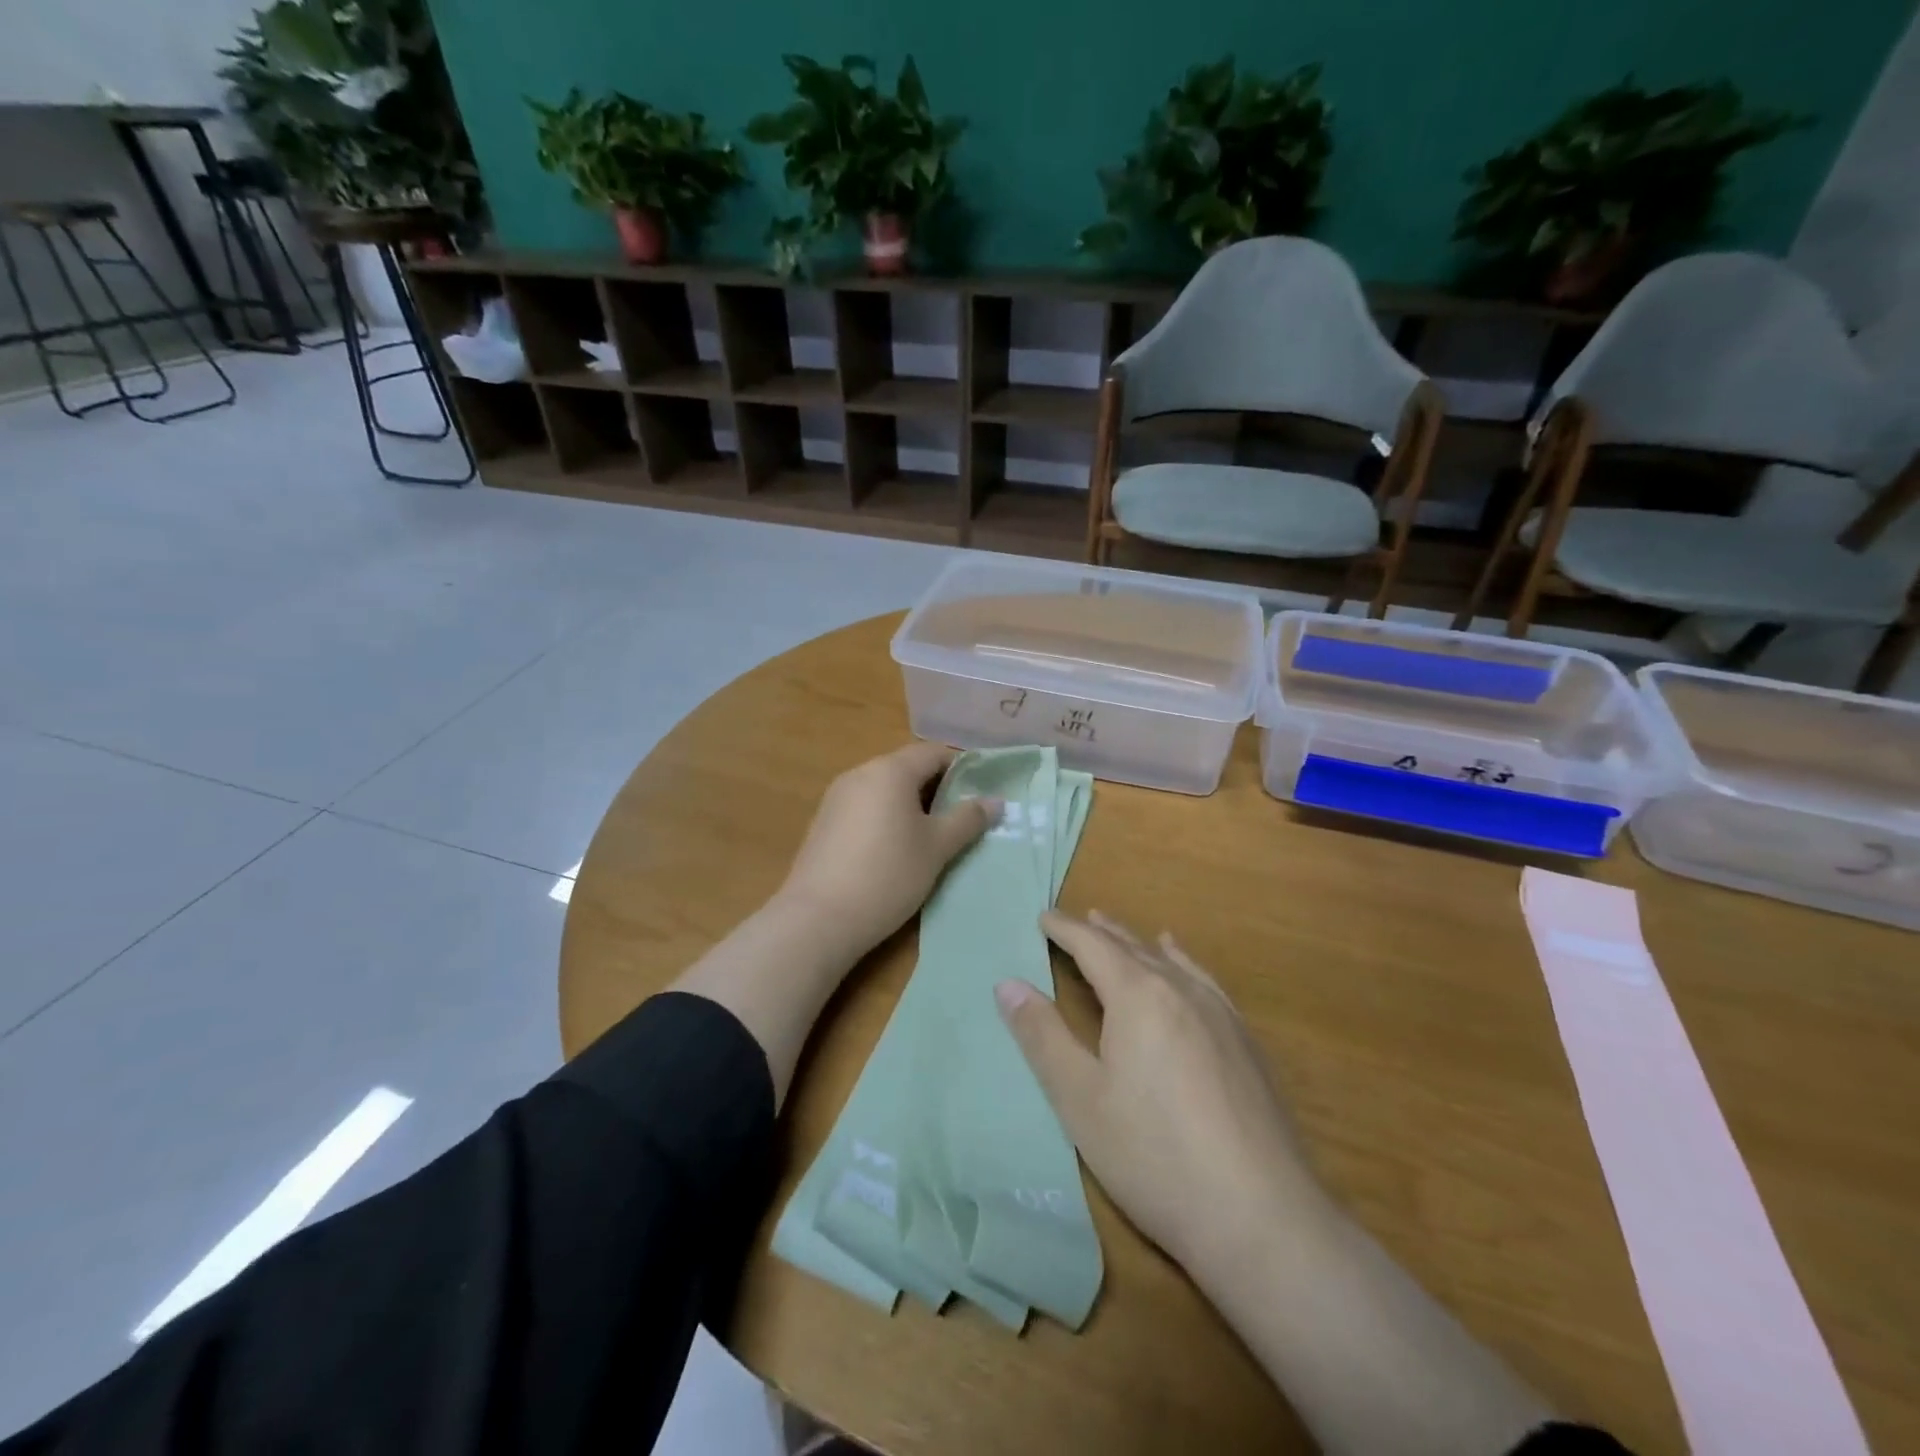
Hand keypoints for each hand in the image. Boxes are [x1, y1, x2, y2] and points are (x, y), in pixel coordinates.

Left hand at [777, 742, 998, 961]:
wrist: (818, 918)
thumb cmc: (888, 874)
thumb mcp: (937, 847)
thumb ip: (967, 819)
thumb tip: (995, 801)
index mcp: (889, 770)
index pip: (933, 753)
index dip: (962, 769)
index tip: (981, 795)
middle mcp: (860, 774)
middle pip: (907, 769)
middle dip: (937, 790)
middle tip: (961, 821)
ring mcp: (836, 798)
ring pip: (885, 790)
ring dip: (911, 806)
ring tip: (932, 839)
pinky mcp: (823, 823)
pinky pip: (864, 809)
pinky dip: (885, 819)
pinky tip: (894, 851)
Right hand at [995, 911, 1320, 1280]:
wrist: (1261, 1216)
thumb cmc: (1153, 1156)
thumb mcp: (1079, 1099)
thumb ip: (1042, 1036)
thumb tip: (1008, 983)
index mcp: (1137, 996)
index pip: (1093, 946)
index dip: (1065, 929)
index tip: (1043, 916)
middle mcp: (1181, 990)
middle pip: (1133, 947)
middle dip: (1100, 932)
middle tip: (1077, 920)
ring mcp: (1220, 1014)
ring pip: (1170, 961)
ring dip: (1137, 943)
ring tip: (1118, 930)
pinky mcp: (1245, 1042)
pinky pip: (1203, 980)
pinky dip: (1181, 962)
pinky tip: (1183, 966)